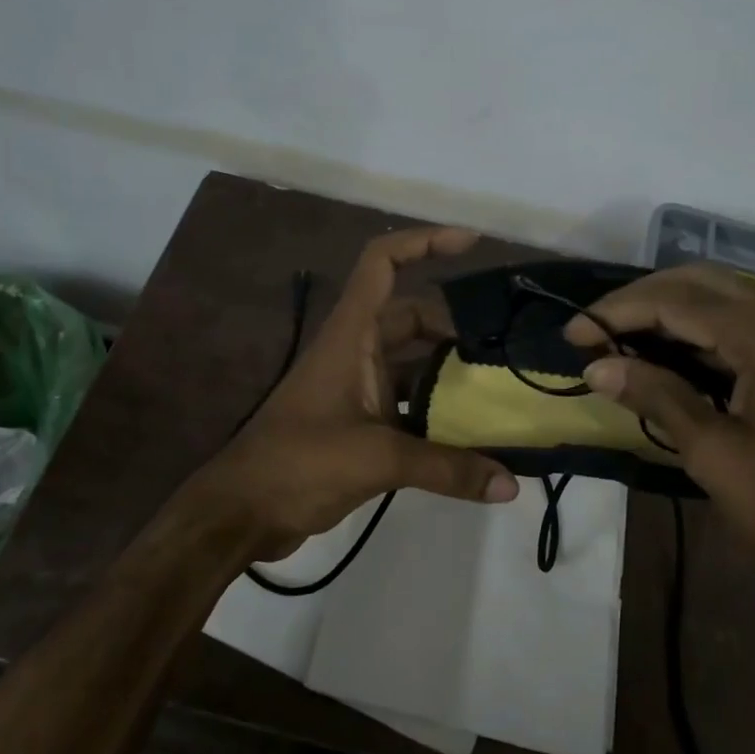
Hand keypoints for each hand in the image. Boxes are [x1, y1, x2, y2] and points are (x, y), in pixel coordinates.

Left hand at [190, 226, 519, 556]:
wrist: (243, 511)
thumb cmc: (299, 463)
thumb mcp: (377, 459)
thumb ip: (446, 468)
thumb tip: (511, 485)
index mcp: (351, 334)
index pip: (383, 262)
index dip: (425, 241)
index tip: (472, 243)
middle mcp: (355, 349)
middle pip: (412, 316)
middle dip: (455, 325)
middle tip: (505, 345)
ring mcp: (356, 385)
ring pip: (412, 361)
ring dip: (449, 370)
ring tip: (498, 385)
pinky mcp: (359, 420)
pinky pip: (407, 400)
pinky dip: (436, 409)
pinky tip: (471, 432)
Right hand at [568, 264, 754, 602]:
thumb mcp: (716, 455)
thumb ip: (657, 397)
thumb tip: (596, 367)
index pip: (675, 302)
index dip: (617, 313)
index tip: (573, 336)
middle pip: (699, 283)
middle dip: (640, 300)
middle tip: (595, 331)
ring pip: (721, 299)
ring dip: (668, 312)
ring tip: (619, 340)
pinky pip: (741, 325)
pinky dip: (698, 332)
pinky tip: (666, 354)